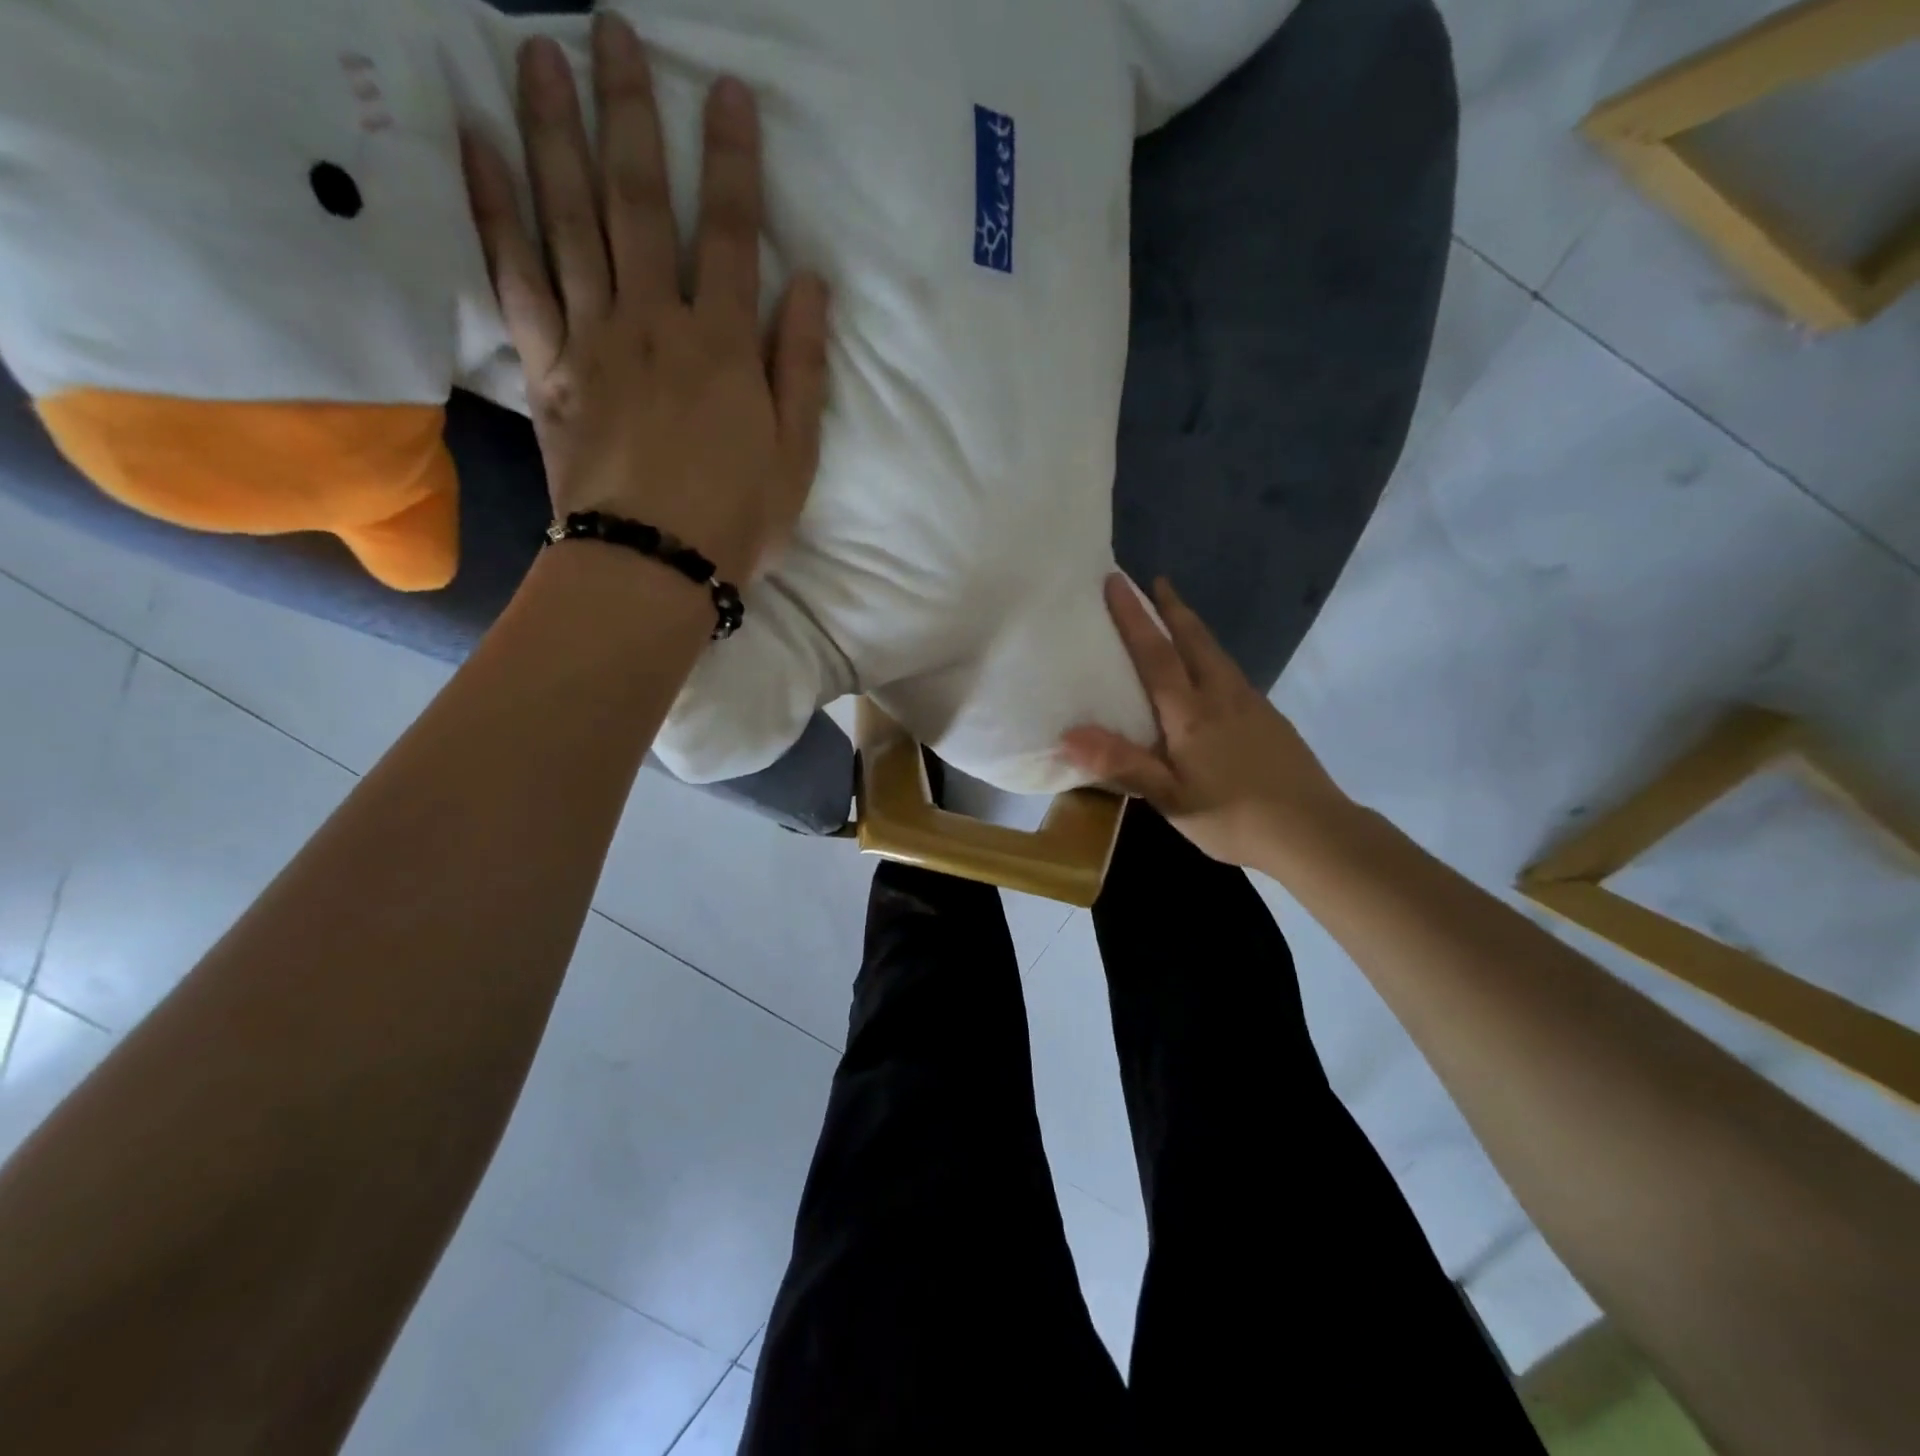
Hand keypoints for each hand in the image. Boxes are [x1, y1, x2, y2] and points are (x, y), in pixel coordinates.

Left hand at [462, 15, 829, 582]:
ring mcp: (593, 339)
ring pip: (569, 219)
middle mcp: (655, 322)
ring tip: (537, 54)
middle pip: (639, 203)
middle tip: (609, 28)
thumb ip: (803, 369)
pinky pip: (514, 276)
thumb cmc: (736, 520)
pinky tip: (478, 147)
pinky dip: (493, 209)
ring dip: (553, 131)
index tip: (725, 90)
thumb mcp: (796, 457)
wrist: (651, 567)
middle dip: (629, 112)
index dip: (732, 161)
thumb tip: (811, 285)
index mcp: (725, 347)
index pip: (732, 235)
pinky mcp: (546, 367)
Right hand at [1061, 575, 1350, 869]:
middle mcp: (1222, 697)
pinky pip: (1232, 673)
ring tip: (1179, 618)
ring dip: (1194, 628)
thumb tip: (1067, 736)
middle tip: (1156, 582)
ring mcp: (1252, 704)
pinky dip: (1212, 656)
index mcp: (1191, 713)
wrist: (1314, 831)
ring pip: (1217, 654)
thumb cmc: (1233, 816)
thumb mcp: (1170, 799)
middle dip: (1172, 608)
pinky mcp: (1271, 719)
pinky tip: (1213, 675)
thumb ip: (1122, 765)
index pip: (1156, 654)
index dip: (1134, 617)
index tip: (1117, 581)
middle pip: (1195, 640)